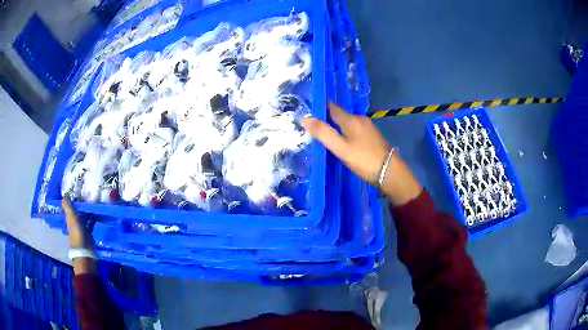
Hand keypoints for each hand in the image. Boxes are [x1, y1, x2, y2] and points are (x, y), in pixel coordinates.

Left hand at [63, 198, 93, 249]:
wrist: (85, 250)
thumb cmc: (77, 232)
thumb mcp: (71, 217)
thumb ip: (68, 206)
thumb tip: (64, 194)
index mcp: (69, 218)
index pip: (70, 207)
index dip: (72, 199)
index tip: (77, 191)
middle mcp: (74, 222)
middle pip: (77, 211)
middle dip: (81, 204)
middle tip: (87, 195)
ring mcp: (82, 227)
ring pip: (84, 216)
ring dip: (87, 211)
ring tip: (94, 202)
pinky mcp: (88, 232)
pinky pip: (91, 223)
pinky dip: (93, 219)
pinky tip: (98, 214)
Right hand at [302, 102, 421, 205]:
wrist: (390, 172)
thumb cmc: (363, 159)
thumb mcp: (340, 148)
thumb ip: (323, 133)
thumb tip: (304, 118)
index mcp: (351, 119)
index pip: (332, 107)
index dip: (320, 107)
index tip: (308, 110)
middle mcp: (360, 119)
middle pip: (340, 115)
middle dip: (328, 119)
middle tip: (314, 126)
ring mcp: (368, 128)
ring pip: (348, 123)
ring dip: (338, 127)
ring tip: (326, 135)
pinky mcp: (372, 136)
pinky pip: (355, 130)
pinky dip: (347, 133)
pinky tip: (343, 142)